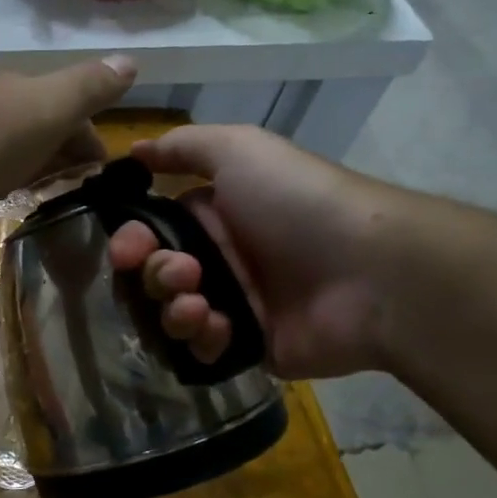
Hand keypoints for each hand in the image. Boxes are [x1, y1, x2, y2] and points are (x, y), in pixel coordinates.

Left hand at [0, 56, 137, 219]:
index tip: (101, 178)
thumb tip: (131, 61)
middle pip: (41, 127)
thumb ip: (87, 88)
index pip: (75, 115)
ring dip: (28, 164)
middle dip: (61, 153)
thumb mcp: (46, 110)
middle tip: (74, 192)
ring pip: (10, 144)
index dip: (91, 144)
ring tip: (38, 196)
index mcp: (29, 94)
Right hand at [108, 125, 407, 378]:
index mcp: (214, 216)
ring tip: (199, 305)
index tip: (126, 251)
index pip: (151, 233)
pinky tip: (219, 327)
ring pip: (171, 315)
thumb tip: (135, 151)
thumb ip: (182, 147)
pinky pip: (202, 350)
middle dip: (154, 276)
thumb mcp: (240, 150)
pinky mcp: (247, 346)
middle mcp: (219, 260)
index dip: (130, 242)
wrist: (370, 271)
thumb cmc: (298, 202)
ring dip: (172, 309)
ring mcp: (233, 305)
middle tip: (181, 275)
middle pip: (155, 276)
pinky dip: (201, 339)